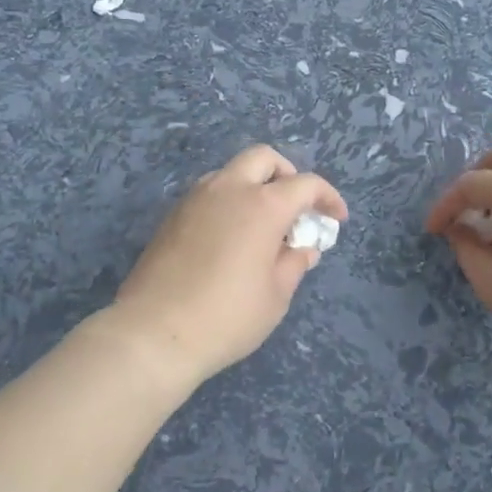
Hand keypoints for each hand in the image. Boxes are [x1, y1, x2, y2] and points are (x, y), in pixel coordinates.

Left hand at [109, 145, 347, 385]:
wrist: (154, 333)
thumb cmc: (228, 317)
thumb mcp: (276, 296)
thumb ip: (294, 264)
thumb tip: (303, 249)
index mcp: (262, 205)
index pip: (305, 184)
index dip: (327, 198)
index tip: (337, 219)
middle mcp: (228, 189)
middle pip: (264, 158)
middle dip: (287, 174)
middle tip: (296, 208)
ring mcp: (195, 199)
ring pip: (231, 172)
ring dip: (254, 186)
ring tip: (262, 225)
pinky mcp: (172, 216)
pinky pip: (208, 194)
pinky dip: (228, 202)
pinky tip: (231, 238)